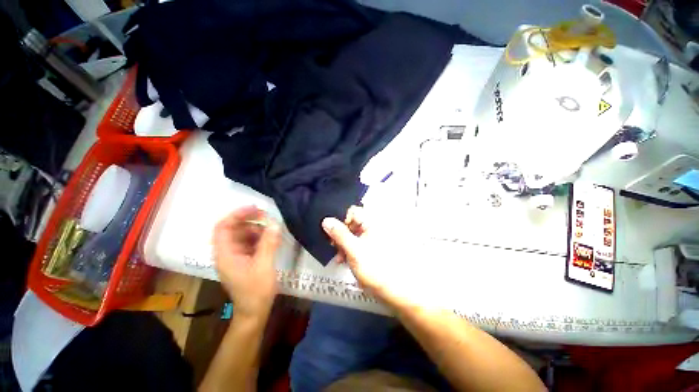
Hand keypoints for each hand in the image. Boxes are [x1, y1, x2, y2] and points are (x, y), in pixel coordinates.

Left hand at [213, 206, 280, 319]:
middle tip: (267, 216)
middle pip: (233, 229)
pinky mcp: (244, 260)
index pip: (223, 227)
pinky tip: (270, 238)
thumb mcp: (264, 266)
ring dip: (256, 228)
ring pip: (242, 235)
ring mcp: (235, 257)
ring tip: (272, 227)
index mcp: (225, 254)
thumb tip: (274, 223)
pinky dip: (259, 237)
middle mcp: (227, 253)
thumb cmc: (256, 291)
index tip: (255, 209)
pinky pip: (249, 243)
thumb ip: (268, 243)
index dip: (237, 215)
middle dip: (249, 220)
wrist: (254, 313)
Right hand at [322, 206, 430, 310]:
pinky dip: (350, 249)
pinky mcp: (372, 248)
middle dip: (341, 234)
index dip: (341, 220)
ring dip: (343, 244)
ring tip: (339, 257)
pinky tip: (345, 260)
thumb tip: (326, 220)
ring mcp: (373, 238)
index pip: (352, 211)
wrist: (396, 290)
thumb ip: (339, 234)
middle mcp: (373, 227)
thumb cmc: (375, 268)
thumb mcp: (353, 250)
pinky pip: (357, 243)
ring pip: (353, 234)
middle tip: (334, 247)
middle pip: (352, 223)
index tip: (333, 234)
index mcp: (372, 223)